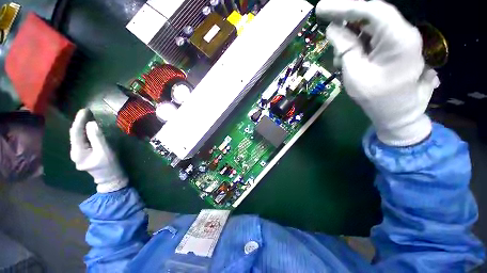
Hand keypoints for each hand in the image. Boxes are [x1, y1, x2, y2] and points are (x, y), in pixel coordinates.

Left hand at [70, 109, 127, 192]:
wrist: (110, 178)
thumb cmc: (109, 166)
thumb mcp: (105, 151)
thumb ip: (97, 138)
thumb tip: (91, 124)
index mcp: (78, 152)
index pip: (75, 133)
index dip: (79, 120)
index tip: (85, 110)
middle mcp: (74, 152)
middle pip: (74, 134)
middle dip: (80, 122)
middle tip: (87, 112)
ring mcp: (77, 154)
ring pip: (77, 137)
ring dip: (82, 127)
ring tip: (87, 117)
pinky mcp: (83, 154)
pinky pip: (81, 141)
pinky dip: (85, 133)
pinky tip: (89, 129)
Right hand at [316, 0, 439, 145]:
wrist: (397, 114)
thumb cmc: (377, 99)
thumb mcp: (355, 75)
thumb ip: (345, 49)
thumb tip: (332, 29)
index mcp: (398, 39)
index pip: (371, 10)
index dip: (344, 6)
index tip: (321, 8)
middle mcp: (402, 32)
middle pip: (370, 14)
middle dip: (345, 16)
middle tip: (324, 17)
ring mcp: (398, 39)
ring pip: (368, 25)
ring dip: (348, 36)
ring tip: (337, 57)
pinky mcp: (392, 46)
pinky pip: (370, 36)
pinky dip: (355, 43)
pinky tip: (345, 58)